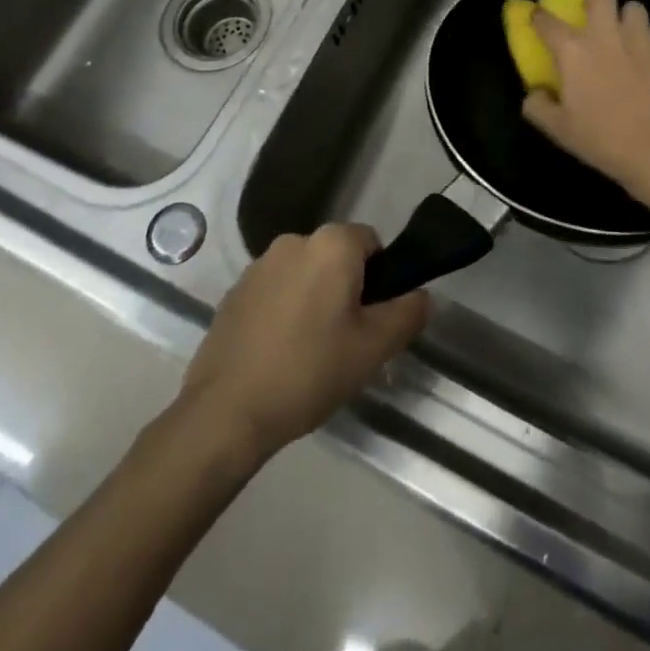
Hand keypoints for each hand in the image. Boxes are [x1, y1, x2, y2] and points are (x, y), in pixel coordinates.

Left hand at [176, 225, 429, 463]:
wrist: (226, 410)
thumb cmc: (310, 371)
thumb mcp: (373, 349)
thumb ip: (407, 314)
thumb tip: (422, 295)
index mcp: (331, 244)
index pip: (371, 242)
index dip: (380, 278)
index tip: (373, 319)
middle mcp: (294, 241)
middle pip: (336, 256)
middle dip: (346, 288)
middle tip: (347, 339)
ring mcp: (259, 264)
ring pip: (304, 273)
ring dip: (314, 298)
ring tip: (311, 350)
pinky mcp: (234, 290)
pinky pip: (275, 290)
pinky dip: (284, 309)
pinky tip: (279, 352)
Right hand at [522, 0, 649, 196]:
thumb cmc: (604, 139)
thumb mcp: (559, 130)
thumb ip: (538, 106)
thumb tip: (534, 93)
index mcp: (573, 50)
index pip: (546, 20)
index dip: (538, 16)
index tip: (536, 18)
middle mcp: (605, 34)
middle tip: (592, 18)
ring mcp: (641, 39)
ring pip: (633, 6)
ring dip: (625, 17)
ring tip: (624, 35)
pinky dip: (648, 38)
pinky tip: (646, 56)